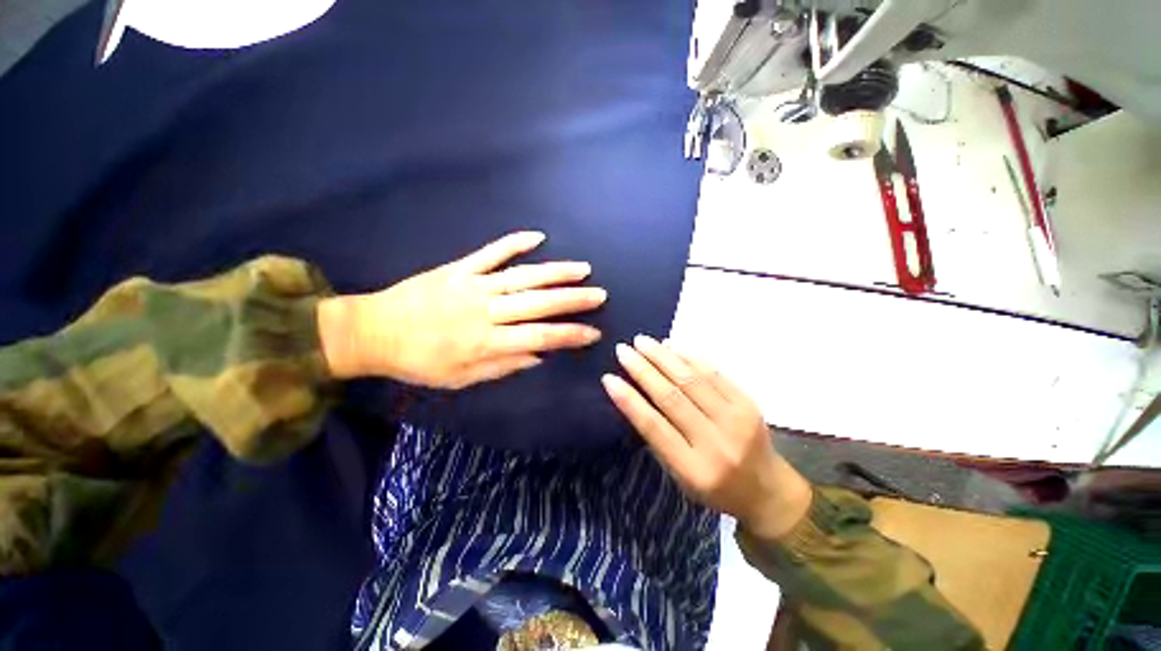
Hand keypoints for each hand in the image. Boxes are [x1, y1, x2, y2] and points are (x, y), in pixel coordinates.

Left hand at [319, 231, 605, 388]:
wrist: (373, 332)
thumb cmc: (420, 362)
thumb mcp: (462, 378)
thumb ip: (504, 366)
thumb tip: (540, 355)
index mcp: (486, 342)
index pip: (540, 336)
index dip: (570, 335)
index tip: (594, 332)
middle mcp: (486, 311)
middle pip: (538, 303)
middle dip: (573, 299)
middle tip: (600, 294)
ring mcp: (473, 285)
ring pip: (522, 276)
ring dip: (555, 272)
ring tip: (582, 268)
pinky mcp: (459, 268)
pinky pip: (490, 253)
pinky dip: (514, 243)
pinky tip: (537, 236)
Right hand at [602, 336, 811, 538]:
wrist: (768, 490)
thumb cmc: (715, 488)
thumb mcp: (681, 476)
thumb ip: (660, 439)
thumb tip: (636, 396)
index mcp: (694, 470)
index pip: (653, 427)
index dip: (628, 400)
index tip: (609, 378)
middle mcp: (716, 443)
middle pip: (672, 397)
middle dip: (643, 370)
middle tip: (623, 350)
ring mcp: (736, 420)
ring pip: (692, 380)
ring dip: (663, 357)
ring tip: (642, 341)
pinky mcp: (749, 403)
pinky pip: (714, 373)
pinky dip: (689, 357)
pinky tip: (671, 346)